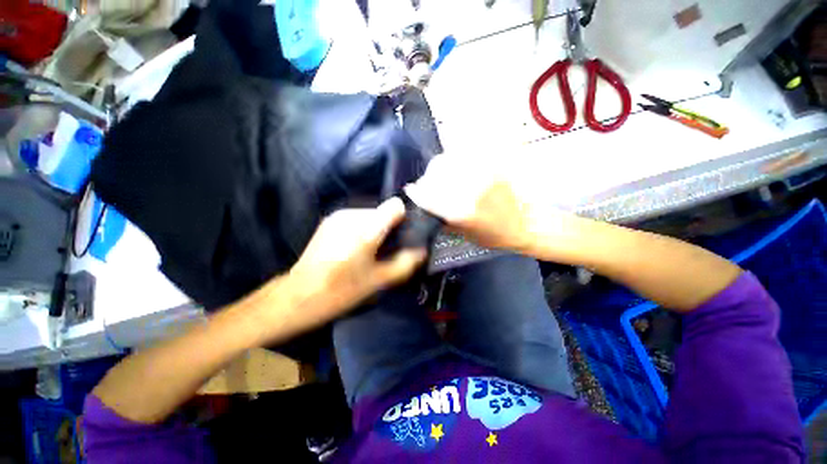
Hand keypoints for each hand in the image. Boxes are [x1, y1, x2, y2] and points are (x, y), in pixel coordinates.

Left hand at [289, 197, 426, 319]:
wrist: (300, 294)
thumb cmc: (342, 290)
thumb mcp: (379, 281)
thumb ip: (405, 263)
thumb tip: (422, 251)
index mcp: (366, 229)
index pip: (395, 206)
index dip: (402, 219)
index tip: (401, 236)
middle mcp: (353, 215)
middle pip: (382, 211)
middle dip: (388, 228)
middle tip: (384, 250)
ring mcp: (338, 215)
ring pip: (369, 215)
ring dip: (374, 229)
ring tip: (366, 251)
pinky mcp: (329, 219)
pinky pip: (356, 218)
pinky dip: (361, 229)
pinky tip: (352, 248)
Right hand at [406, 154, 573, 251]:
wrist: (524, 223)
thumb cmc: (491, 235)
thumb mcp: (460, 232)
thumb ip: (438, 215)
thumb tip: (422, 200)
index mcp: (459, 210)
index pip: (426, 193)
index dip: (415, 191)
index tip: (411, 191)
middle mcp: (468, 187)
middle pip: (435, 171)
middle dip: (427, 179)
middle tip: (430, 186)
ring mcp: (481, 172)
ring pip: (447, 158)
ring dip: (440, 168)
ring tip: (445, 178)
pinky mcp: (491, 163)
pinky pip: (463, 154)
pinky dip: (455, 161)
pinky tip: (458, 171)